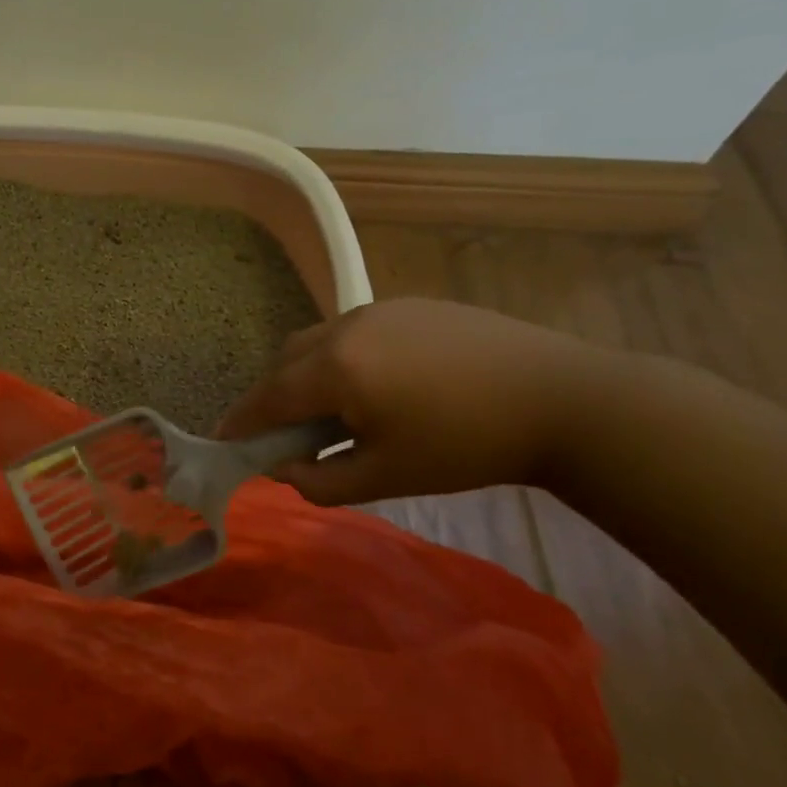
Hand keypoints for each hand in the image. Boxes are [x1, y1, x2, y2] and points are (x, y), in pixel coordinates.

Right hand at [217, 297, 611, 504]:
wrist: (563, 399)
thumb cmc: (467, 446)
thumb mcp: (386, 476)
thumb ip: (320, 481)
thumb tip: (280, 471)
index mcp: (336, 367)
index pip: (268, 396)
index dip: (242, 422)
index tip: (223, 441)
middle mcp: (346, 326)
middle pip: (286, 360)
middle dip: (273, 396)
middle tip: (285, 434)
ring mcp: (379, 309)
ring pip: (318, 340)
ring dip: (307, 373)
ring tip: (333, 409)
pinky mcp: (411, 304)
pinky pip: (354, 330)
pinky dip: (342, 356)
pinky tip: (377, 384)